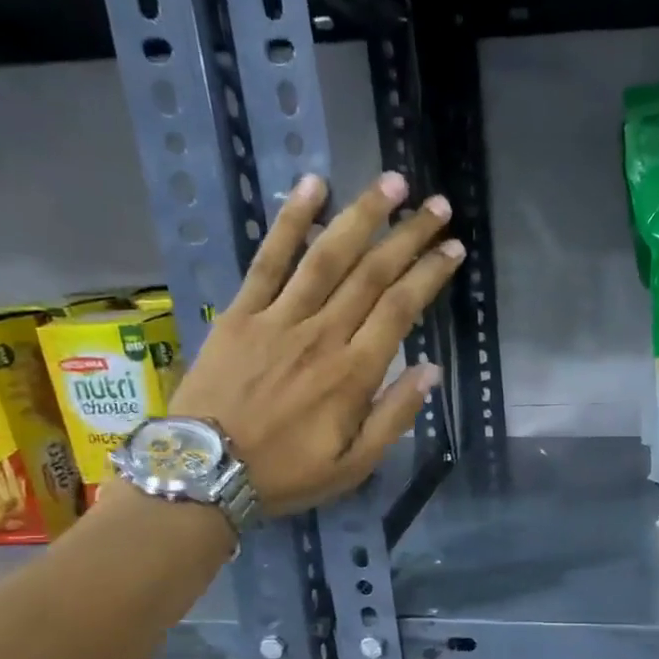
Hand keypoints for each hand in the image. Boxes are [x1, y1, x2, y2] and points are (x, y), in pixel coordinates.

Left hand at [167, 171, 460, 516]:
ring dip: (362, 215)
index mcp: (353, 374)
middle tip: (436, 204)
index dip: (430, 274)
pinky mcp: (241, 312)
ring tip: (391, 184)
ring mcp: (279, 318)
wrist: (205, 472)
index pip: (401, 309)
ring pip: (327, 256)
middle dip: (408, 235)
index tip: (453, 249)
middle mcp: (322, 335)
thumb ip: (394, 417)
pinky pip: (268, 259)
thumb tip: (430, 372)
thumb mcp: (354, 466)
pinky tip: (312, 186)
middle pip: (372, 274)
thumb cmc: (287, 474)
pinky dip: (290, 221)